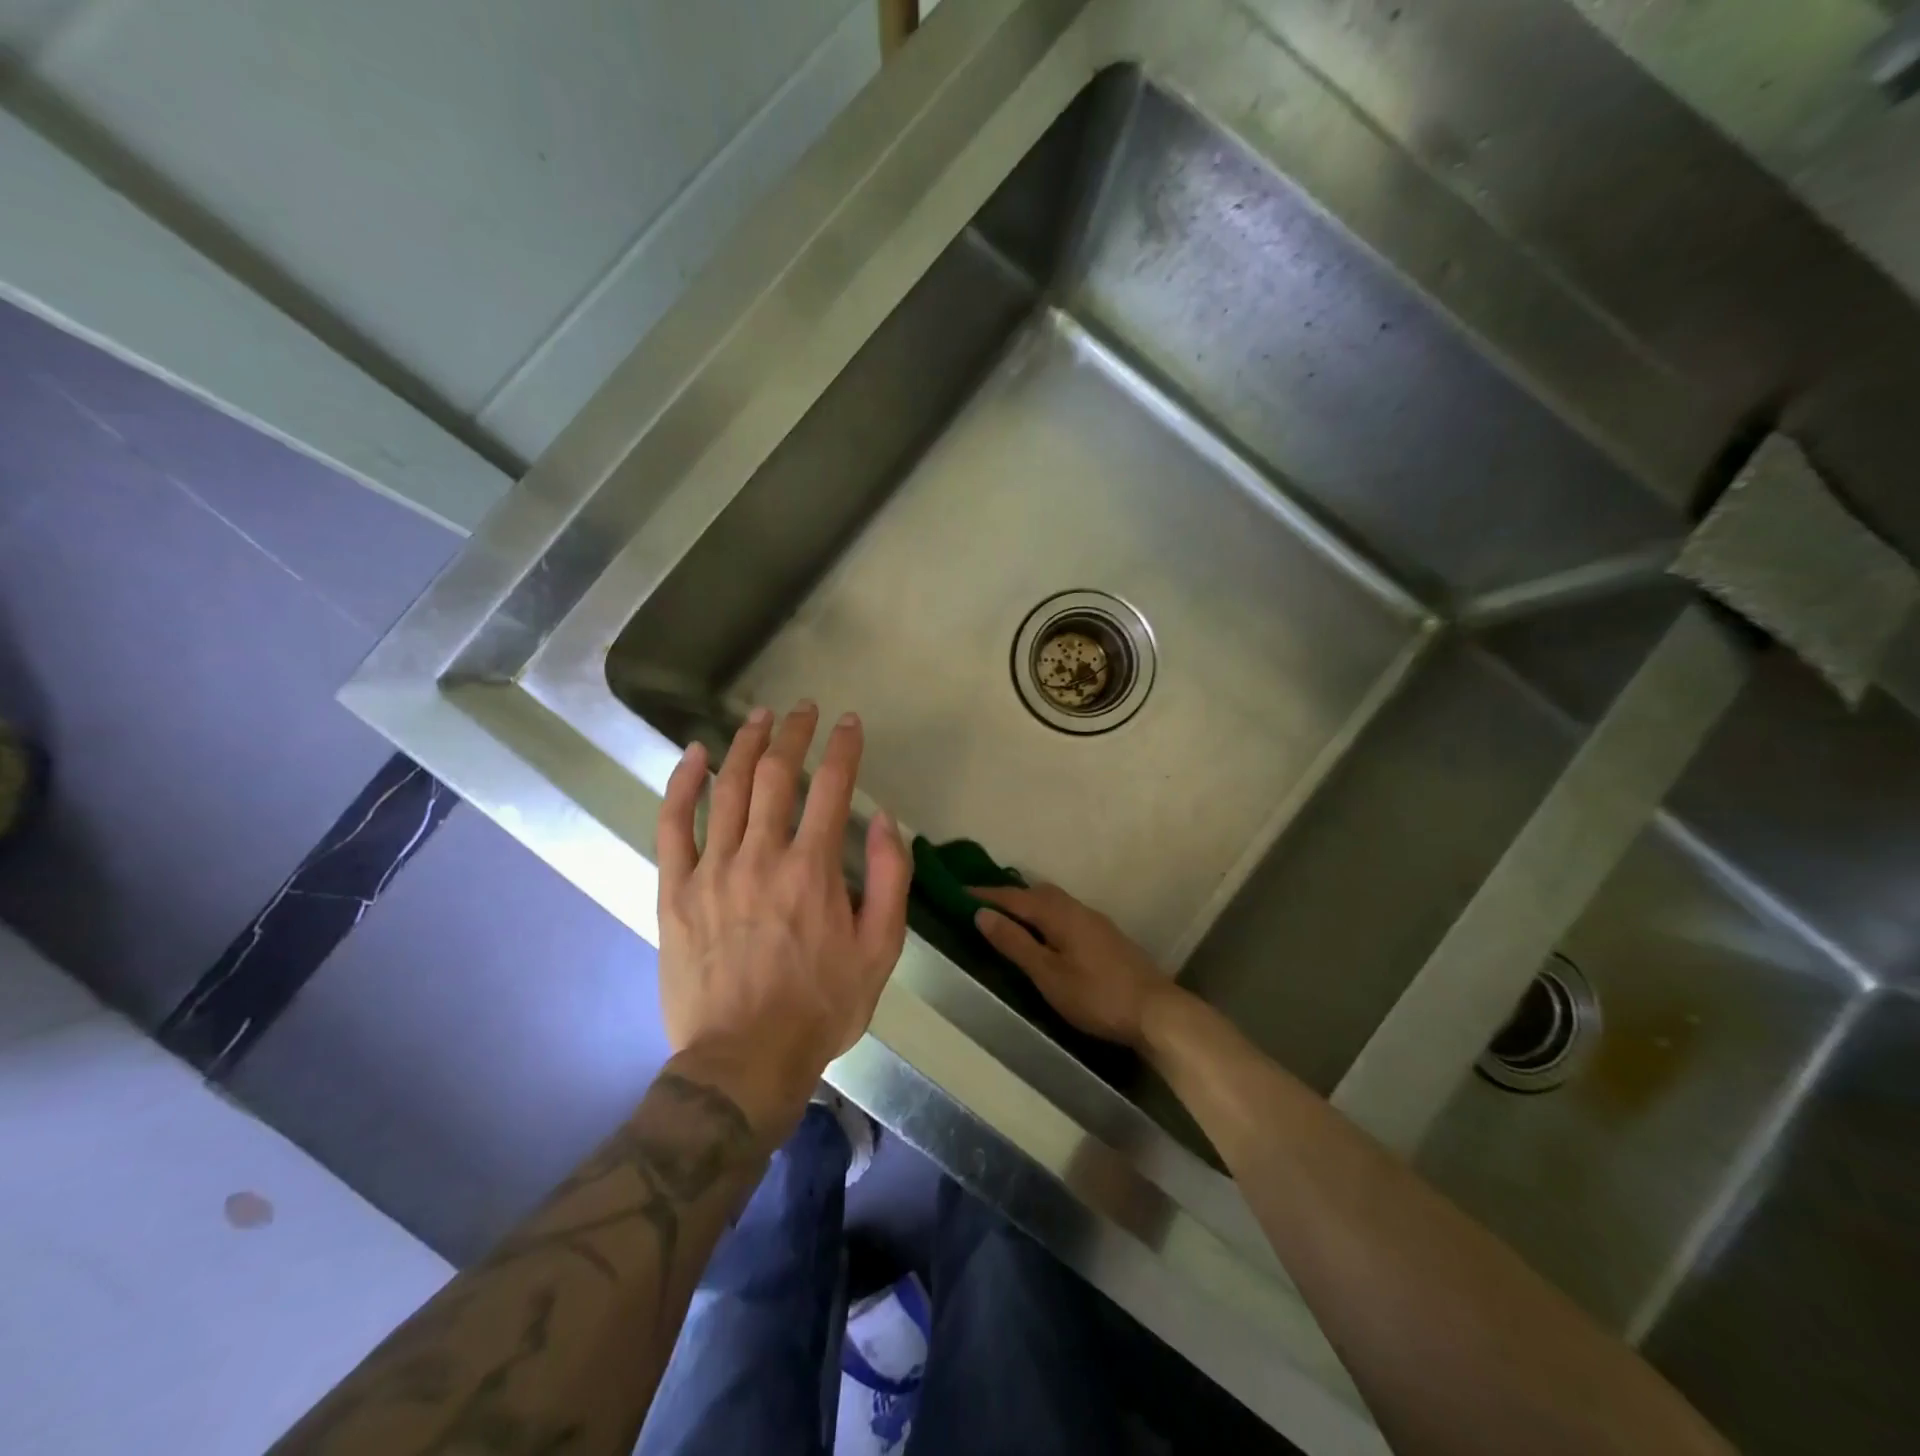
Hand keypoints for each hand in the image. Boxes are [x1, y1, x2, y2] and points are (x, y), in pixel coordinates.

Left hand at [656, 702, 911, 1131]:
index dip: (844, 748)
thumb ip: (889, 880)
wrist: (743, 1060)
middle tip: (803, 709)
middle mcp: (761, 856)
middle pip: (776, 775)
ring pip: (727, 788)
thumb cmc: (820, 1007)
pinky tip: (693, 756)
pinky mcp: (676, 891)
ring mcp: (712, 870)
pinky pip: (673, 826)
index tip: (850, 723)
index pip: (833, 787)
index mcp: (813, 870)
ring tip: (758, 716)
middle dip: (793, 733)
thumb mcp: (880, 951)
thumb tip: (885, 820)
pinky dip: (682, 784)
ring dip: (744, 745)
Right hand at [971, 883, 1174, 1047]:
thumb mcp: (1048, 974)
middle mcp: (1078, 909)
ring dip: (1030, 906)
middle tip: (983, 906)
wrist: (1157, 1011)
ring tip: (1010, 920)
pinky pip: (1066, 915)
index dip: (986, 894)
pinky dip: (1047, 917)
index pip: (1015, 897)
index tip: (959, 891)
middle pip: (1037, 893)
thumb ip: (1015, 943)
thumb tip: (982, 913)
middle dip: (1009, 896)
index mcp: (1060, 914)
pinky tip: (1046, 937)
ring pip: (1055, 903)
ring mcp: (1096, 922)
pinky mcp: (1107, 938)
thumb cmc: (1096, 995)